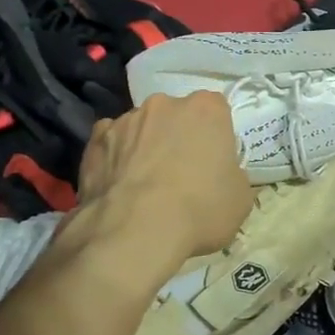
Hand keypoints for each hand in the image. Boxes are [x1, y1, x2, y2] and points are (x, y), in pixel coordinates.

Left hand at [77, 92, 252, 261]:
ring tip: (143, 187)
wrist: (135, 231)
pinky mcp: (95, 139)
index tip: (212, 162)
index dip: (215, 137)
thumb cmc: (199, 210)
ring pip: (141, 128)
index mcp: (206, 109)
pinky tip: (117, 185)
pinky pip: (109, 143)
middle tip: (180, 175)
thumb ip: (232, 175)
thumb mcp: (240, 199)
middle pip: (175, 116)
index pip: (216, 112)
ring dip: (144, 147)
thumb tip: (220, 176)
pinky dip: (114, 158)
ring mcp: (126, 119)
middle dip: (177, 138)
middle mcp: (164, 104)